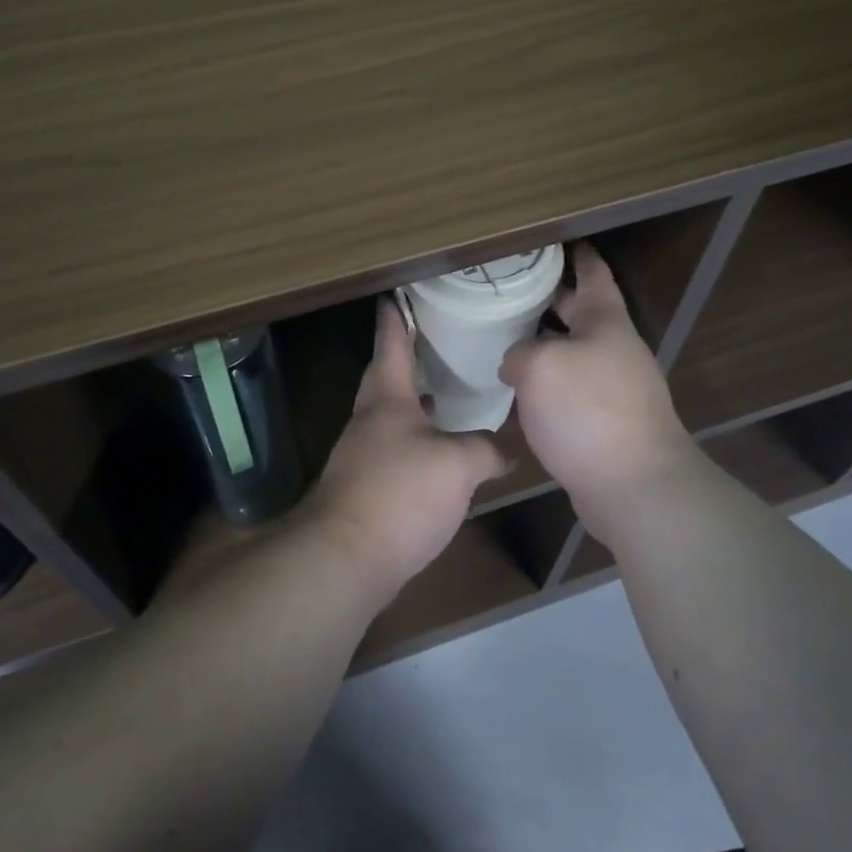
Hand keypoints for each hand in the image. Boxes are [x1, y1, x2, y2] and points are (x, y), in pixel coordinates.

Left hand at [306, 299, 509, 598]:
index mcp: (387, 398)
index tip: (395, 295)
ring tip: (448, 396)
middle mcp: (370, 419)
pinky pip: (396, 451)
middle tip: (433, 343)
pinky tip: (441, 455)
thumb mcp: (457, 464)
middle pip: (386, 377)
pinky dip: (418, 442)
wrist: (347, 557)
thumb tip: (504, 451)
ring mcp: (363, 454)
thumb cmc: (400, 492)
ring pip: (391, 416)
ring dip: (415, 403)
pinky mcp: (366, 487)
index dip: (396, 318)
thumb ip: (484, 449)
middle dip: (406, 358)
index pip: (391, 344)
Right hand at [498, 244, 696, 535]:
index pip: (592, 273)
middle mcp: (614, 349)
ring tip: (503, 338)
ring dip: (544, 344)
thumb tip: (517, 362)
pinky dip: (547, 382)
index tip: (556, 239)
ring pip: (572, 352)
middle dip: (549, 299)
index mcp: (605, 322)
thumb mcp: (540, 366)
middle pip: (579, 312)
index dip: (576, 253)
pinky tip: (518, 390)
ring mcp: (613, 387)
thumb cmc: (588, 411)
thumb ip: (520, 352)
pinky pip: (570, 388)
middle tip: (510, 289)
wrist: (634, 486)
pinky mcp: (606, 422)